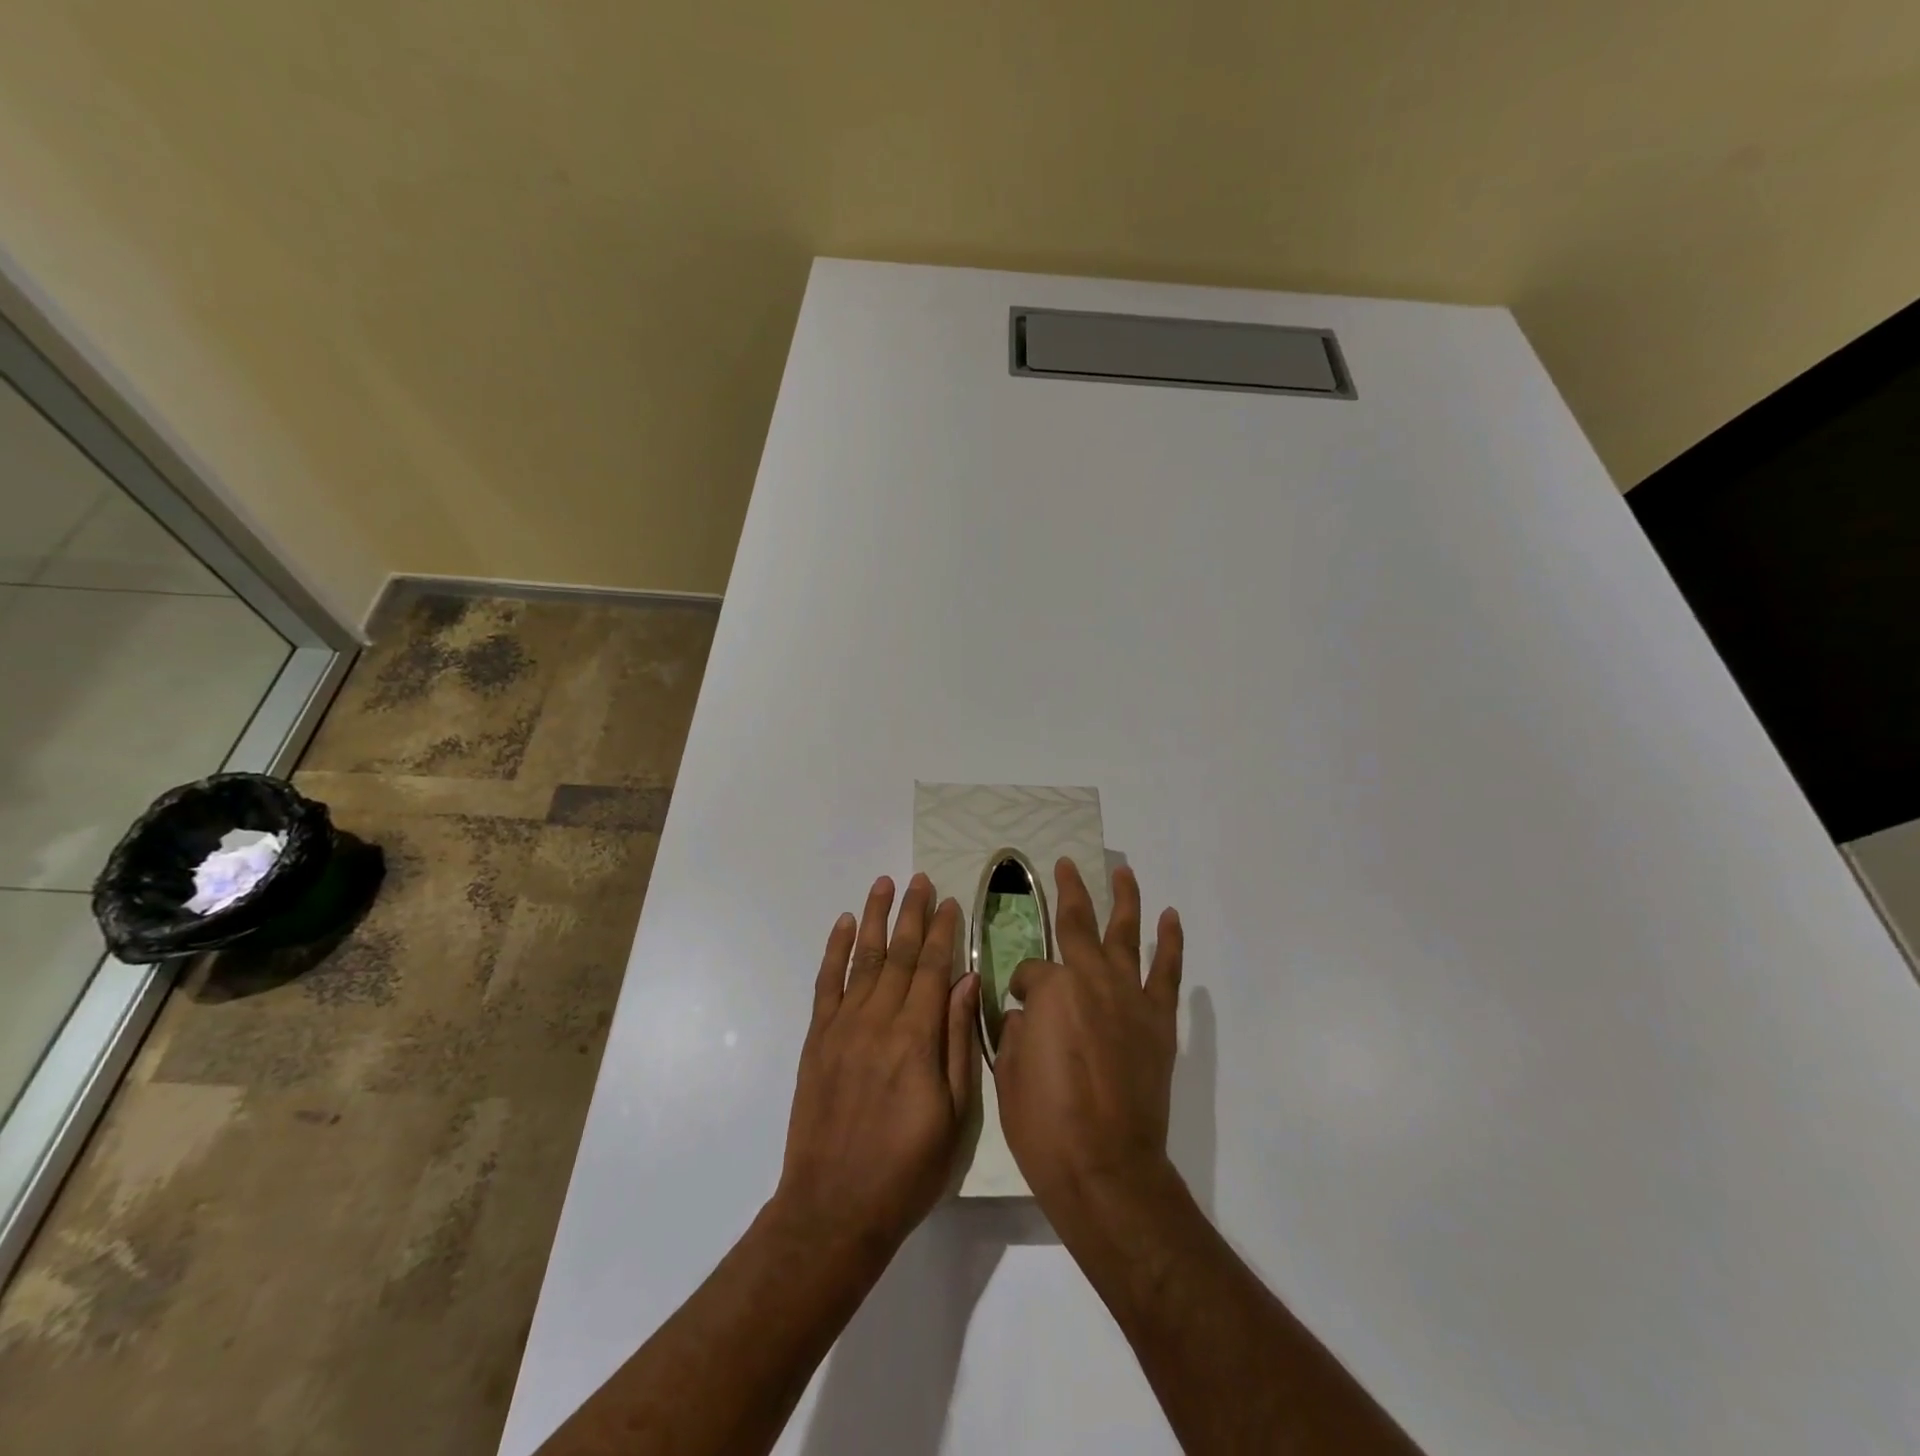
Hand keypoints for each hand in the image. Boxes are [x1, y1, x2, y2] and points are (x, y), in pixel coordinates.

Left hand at [776, 874, 979, 1257]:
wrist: (833, 1208)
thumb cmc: (907, 1169)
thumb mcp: (955, 1115)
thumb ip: (959, 1042)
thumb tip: (968, 982)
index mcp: (917, 1039)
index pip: (935, 969)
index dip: (944, 932)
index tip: (951, 902)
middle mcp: (879, 1021)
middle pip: (901, 954)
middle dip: (913, 913)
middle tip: (921, 879)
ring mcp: (843, 1027)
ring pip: (864, 959)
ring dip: (876, 918)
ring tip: (885, 884)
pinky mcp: (817, 1039)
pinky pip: (827, 983)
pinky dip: (835, 950)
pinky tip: (845, 925)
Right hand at [994, 860, 1183, 1221]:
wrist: (1107, 1168)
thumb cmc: (1045, 1124)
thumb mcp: (1009, 1071)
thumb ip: (1019, 1029)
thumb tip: (1032, 1015)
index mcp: (1051, 990)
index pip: (1030, 971)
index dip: (1021, 986)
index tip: (1019, 1006)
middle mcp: (1091, 979)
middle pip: (1079, 923)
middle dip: (1070, 891)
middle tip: (1065, 865)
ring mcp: (1130, 997)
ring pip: (1126, 934)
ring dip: (1124, 898)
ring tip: (1122, 871)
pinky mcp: (1158, 1021)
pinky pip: (1166, 971)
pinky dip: (1170, 942)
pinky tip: (1169, 918)